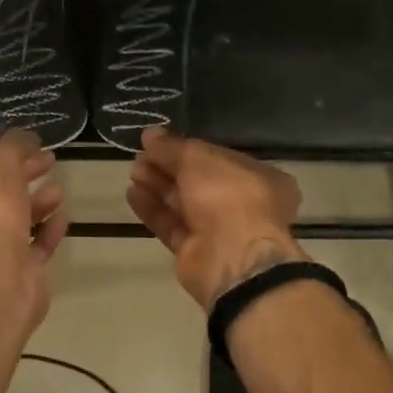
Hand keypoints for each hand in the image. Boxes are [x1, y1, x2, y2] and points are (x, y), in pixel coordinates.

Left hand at [0, 130, 66, 273]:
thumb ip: (11, 146)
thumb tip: (26, 136)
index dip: (0, 152)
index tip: (28, 143)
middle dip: (22, 174)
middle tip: (48, 159)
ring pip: (15, 219)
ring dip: (37, 201)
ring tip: (59, 188)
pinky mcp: (16, 273)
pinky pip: (34, 245)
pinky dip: (48, 229)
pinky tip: (63, 215)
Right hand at [126, 128, 305, 310]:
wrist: (231, 258)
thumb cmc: (227, 195)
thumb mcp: (198, 158)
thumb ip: (171, 146)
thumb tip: (149, 134)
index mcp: (259, 178)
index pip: (218, 157)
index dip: (187, 148)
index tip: (158, 142)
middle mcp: (243, 204)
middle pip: (198, 181)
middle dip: (167, 167)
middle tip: (139, 156)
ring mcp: (220, 230)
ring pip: (183, 203)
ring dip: (157, 186)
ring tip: (132, 172)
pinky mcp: (196, 252)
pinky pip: (172, 225)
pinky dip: (153, 209)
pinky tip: (132, 193)